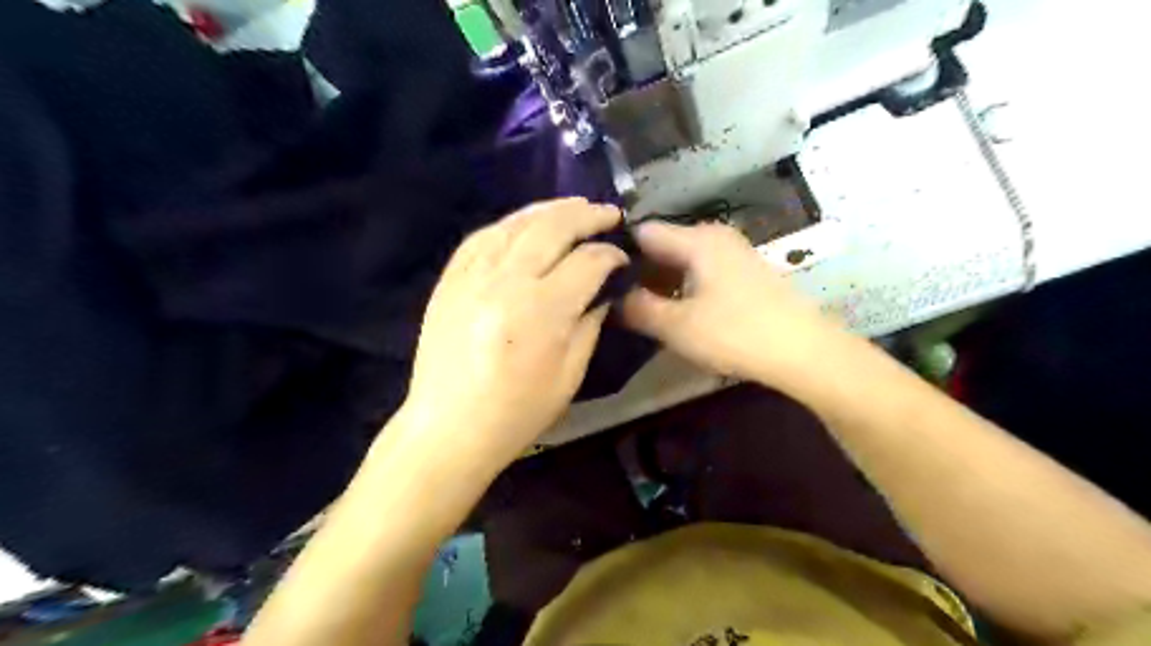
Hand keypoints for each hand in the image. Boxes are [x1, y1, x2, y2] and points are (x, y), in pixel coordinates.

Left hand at [398, 197, 628, 468]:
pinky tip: (525, 223)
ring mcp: (472, 276)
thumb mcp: (570, 374)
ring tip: (574, 206)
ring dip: (550, 209)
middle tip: (608, 214)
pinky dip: (509, 224)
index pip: (587, 262)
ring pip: (516, 224)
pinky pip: (481, 237)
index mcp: (541, 310)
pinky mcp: (450, 280)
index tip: (622, 259)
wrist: (449, 428)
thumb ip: (590, 322)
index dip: (611, 256)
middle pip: (552, 228)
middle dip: (587, 216)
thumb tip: (604, 288)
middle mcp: (506, 281)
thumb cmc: (517, 412)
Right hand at [621, 225, 842, 391]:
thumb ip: (637, 309)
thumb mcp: (676, 326)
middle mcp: (713, 236)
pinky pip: (700, 270)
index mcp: (695, 240)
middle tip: (616, 301)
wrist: (804, 351)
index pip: (641, 233)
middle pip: (661, 245)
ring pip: (681, 260)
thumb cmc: (735, 333)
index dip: (616, 253)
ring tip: (640, 311)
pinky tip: (675, 312)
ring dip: (660, 283)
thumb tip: (611, 298)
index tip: (597, 280)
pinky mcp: (743, 271)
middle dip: (637, 272)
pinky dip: (682, 287)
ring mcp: (731, 252)